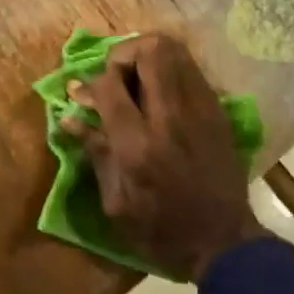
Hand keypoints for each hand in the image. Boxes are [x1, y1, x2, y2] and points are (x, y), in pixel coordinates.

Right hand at [60, 35, 264, 281]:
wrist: (223, 242)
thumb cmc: (161, 231)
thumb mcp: (116, 203)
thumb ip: (96, 154)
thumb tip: (71, 118)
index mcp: (139, 146)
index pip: (110, 86)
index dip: (92, 83)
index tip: (83, 95)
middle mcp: (171, 118)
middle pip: (151, 50)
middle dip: (123, 54)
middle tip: (114, 77)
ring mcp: (201, 110)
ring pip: (177, 51)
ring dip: (148, 57)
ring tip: (136, 79)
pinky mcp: (218, 112)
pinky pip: (191, 70)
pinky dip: (170, 71)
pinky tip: (160, 95)